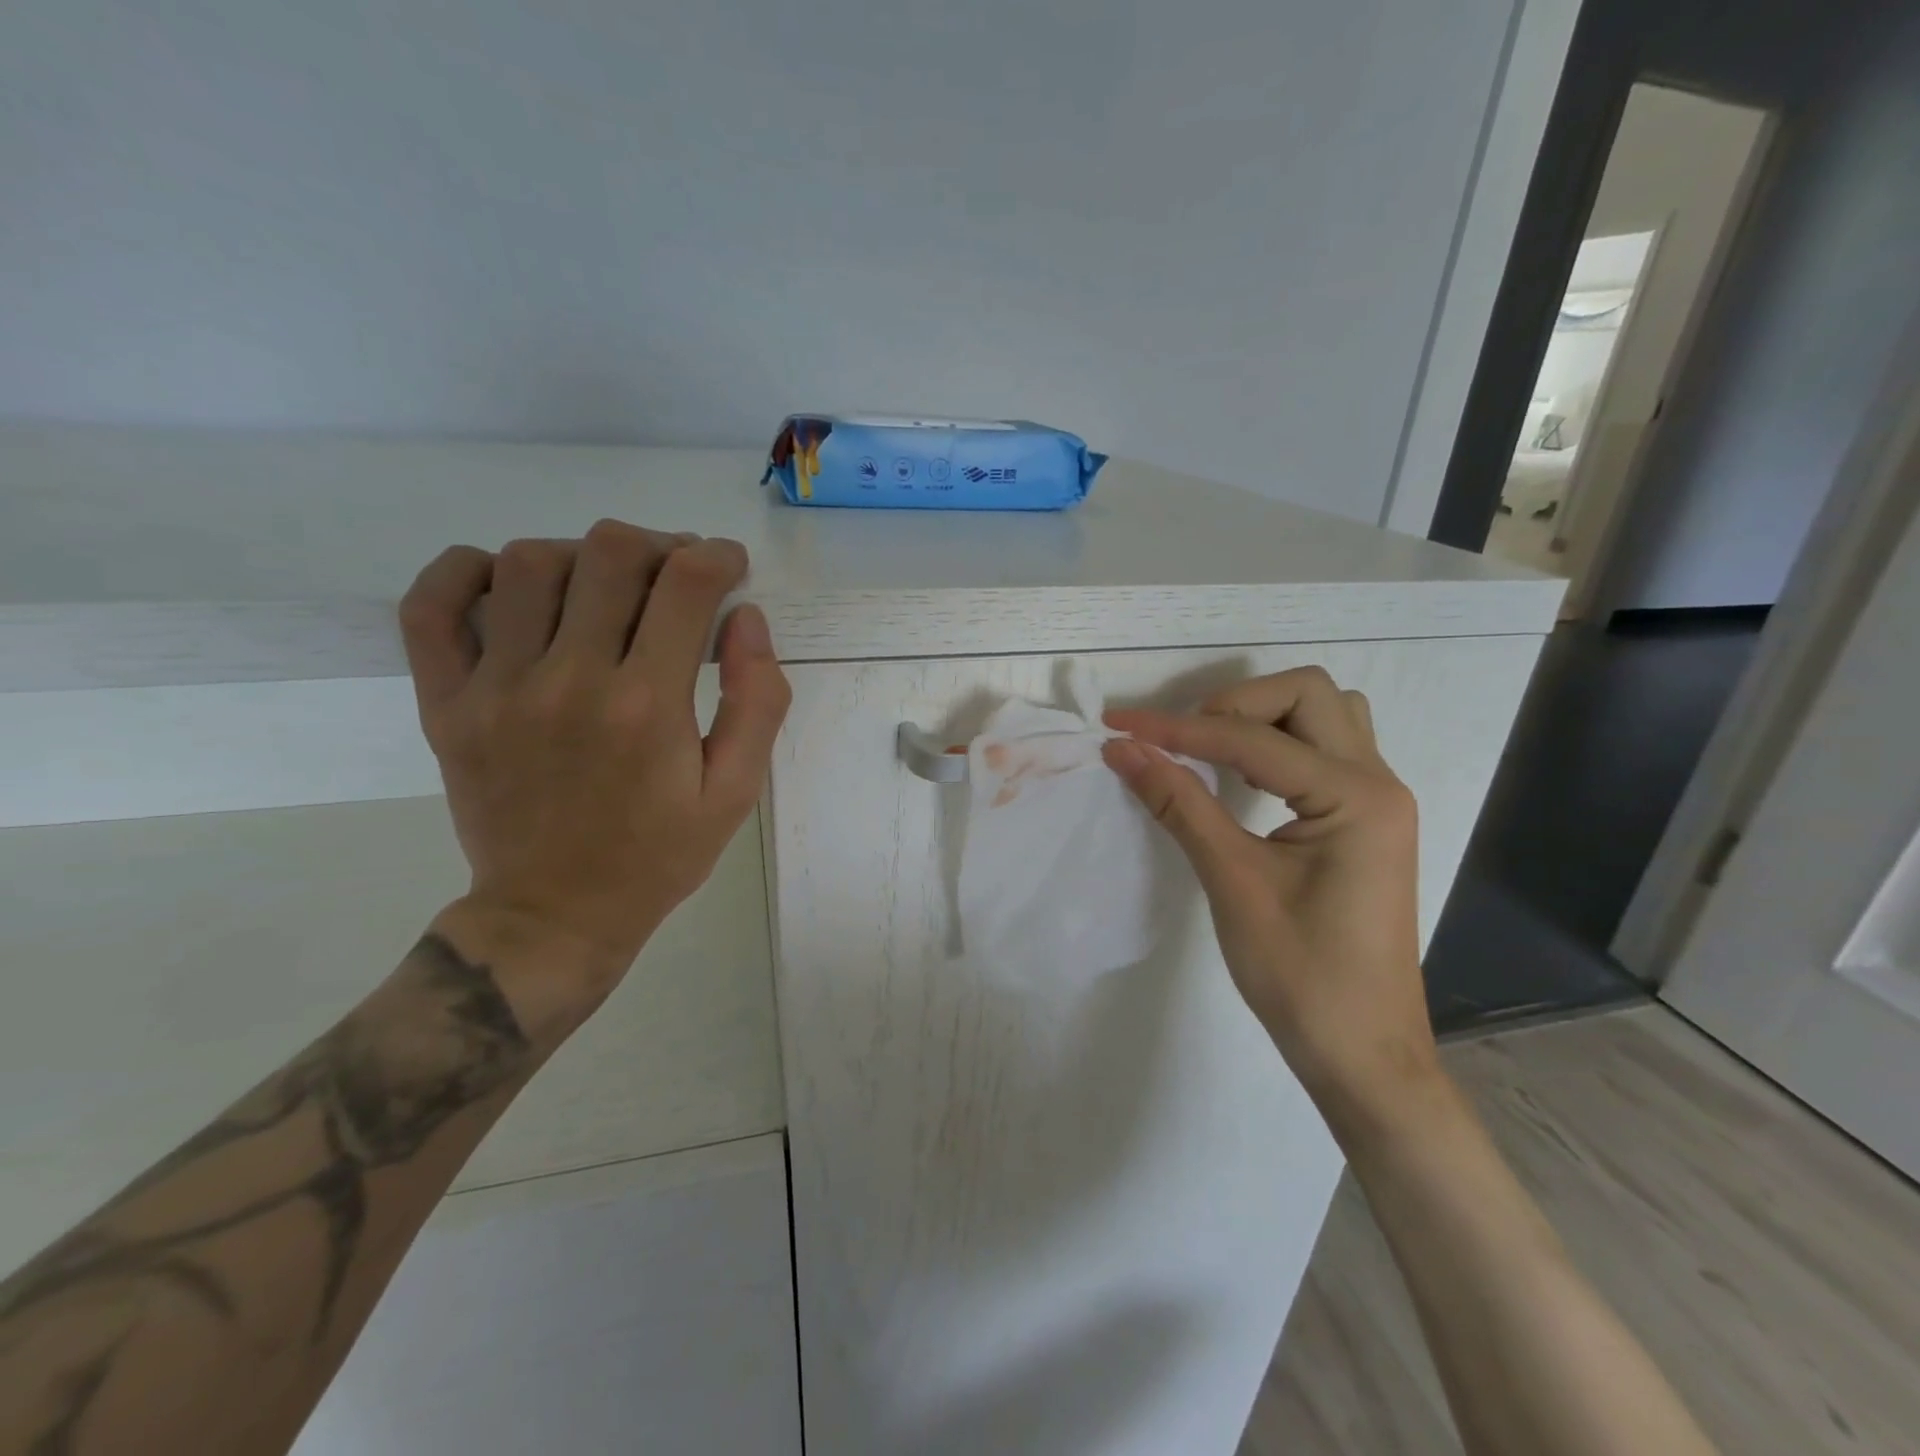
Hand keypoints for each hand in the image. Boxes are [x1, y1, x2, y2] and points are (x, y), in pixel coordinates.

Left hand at [397, 519, 790, 1027]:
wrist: (553, 916)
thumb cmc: (658, 856)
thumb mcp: (734, 792)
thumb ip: (756, 702)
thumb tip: (746, 618)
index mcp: (647, 706)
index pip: (686, 585)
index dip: (718, 557)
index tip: (729, 567)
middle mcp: (569, 680)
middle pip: (609, 554)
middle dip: (660, 546)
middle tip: (676, 574)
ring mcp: (495, 689)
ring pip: (529, 562)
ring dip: (582, 556)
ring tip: (607, 586)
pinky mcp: (445, 704)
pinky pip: (431, 606)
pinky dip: (466, 572)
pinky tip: (509, 583)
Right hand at [1102, 668, 1437, 1136]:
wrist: (1363, 1053)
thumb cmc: (1302, 976)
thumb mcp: (1232, 882)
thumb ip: (1179, 804)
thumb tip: (1123, 750)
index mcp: (1356, 797)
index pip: (1252, 740)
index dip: (1178, 730)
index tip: (1119, 727)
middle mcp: (1378, 783)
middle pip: (1308, 695)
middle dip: (1234, 704)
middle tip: (1180, 742)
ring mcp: (1378, 800)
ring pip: (1325, 715)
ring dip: (1263, 718)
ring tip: (1210, 752)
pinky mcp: (1365, 820)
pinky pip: (1325, 751)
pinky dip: (1278, 745)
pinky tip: (1242, 777)